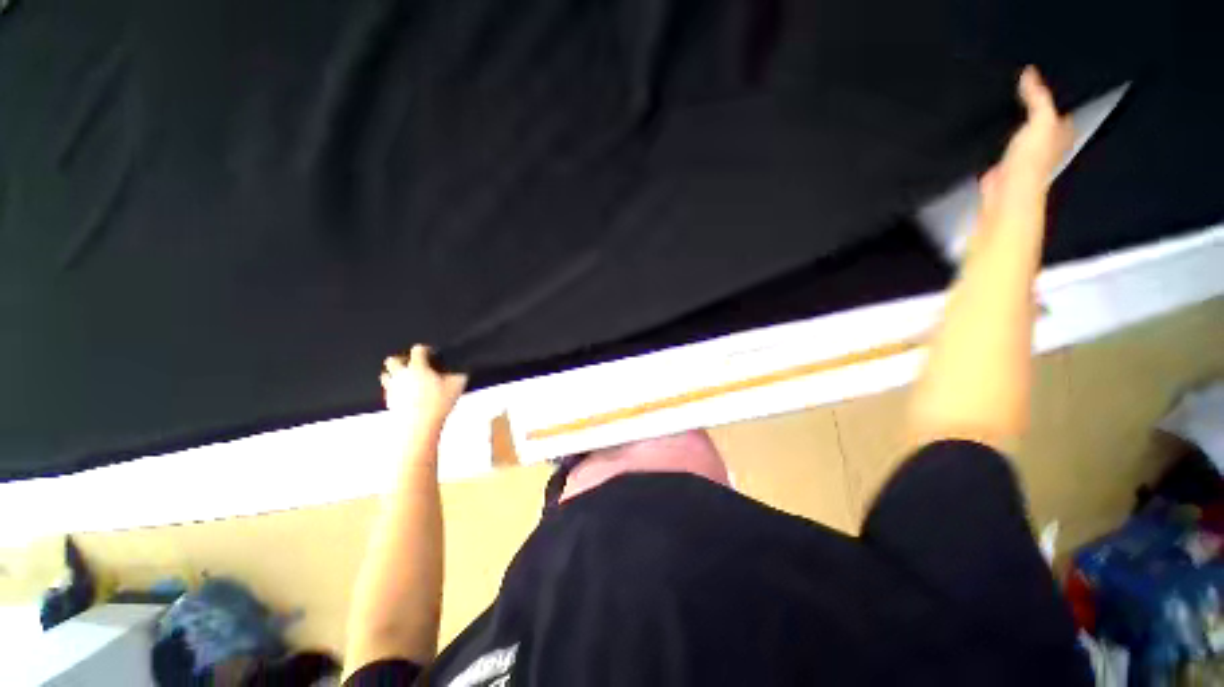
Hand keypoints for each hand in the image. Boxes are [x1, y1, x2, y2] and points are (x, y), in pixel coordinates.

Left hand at [381, 345, 467, 434]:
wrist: (418, 424)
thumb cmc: (438, 402)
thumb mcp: (456, 386)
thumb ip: (459, 375)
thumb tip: (461, 371)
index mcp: (417, 367)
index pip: (417, 350)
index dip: (425, 349)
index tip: (432, 353)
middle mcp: (402, 375)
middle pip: (392, 360)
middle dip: (401, 359)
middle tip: (413, 364)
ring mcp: (393, 388)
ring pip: (386, 375)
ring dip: (394, 374)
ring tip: (407, 378)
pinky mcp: (390, 401)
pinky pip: (388, 390)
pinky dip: (395, 389)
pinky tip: (406, 395)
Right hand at [980, 67, 1073, 217]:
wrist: (1008, 193)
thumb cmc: (1032, 160)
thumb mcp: (1042, 119)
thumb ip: (1038, 97)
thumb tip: (1029, 73)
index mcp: (1061, 132)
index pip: (1061, 109)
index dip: (1054, 95)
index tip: (1043, 82)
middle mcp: (1046, 145)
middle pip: (1042, 122)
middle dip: (1034, 110)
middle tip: (1022, 92)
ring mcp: (1024, 158)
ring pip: (1022, 135)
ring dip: (1015, 126)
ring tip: (1005, 109)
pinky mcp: (1003, 169)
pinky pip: (1002, 149)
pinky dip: (997, 142)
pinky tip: (991, 135)